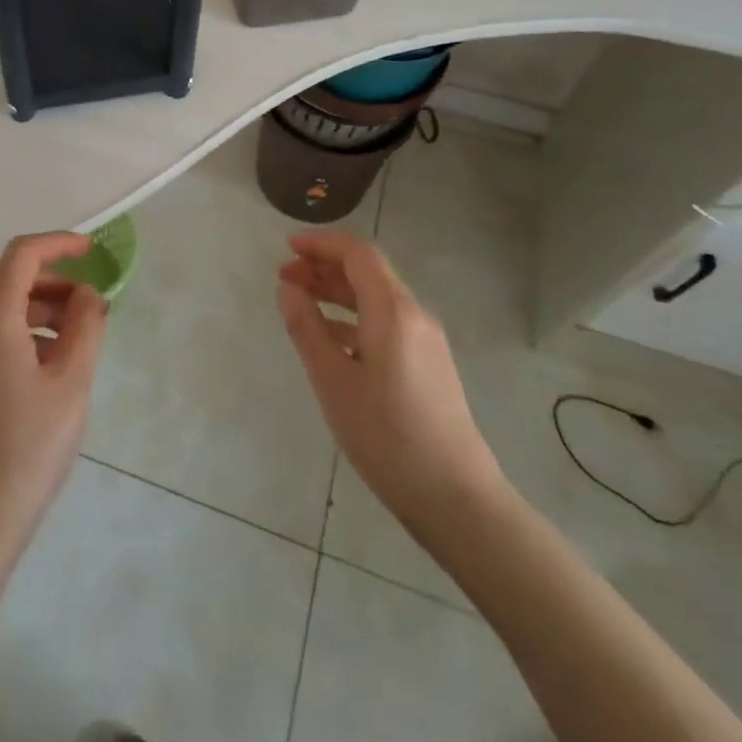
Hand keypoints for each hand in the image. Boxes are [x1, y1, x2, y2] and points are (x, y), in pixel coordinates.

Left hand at [0, 232, 108, 563]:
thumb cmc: (26, 449)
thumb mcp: (71, 384)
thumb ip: (85, 327)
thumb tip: (88, 295)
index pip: (22, 254)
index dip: (59, 244)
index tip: (93, 251)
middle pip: (12, 282)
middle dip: (57, 285)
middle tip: (96, 308)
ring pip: (3, 311)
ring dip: (44, 313)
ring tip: (81, 343)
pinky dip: (25, 336)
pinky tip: (52, 370)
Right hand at [277, 229, 504, 548]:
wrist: (456, 498)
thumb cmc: (387, 436)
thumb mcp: (333, 381)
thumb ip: (307, 328)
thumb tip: (287, 288)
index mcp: (394, 311)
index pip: (358, 254)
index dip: (321, 244)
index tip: (286, 247)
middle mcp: (414, 316)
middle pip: (368, 272)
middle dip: (324, 267)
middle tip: (285, 277)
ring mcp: (426, 341)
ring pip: (376, 298)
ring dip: (337, 292)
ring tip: (300, 302)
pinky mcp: (428, 365)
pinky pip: (385, 323)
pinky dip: (353, 318)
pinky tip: (330, 339)